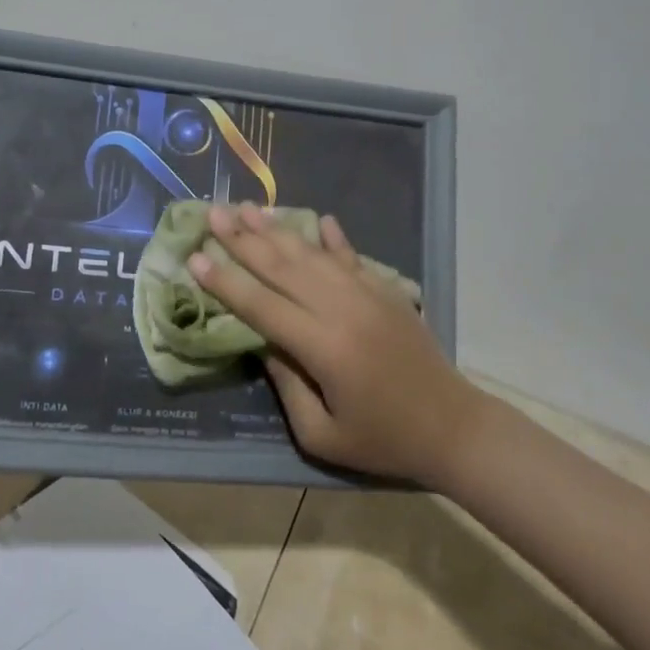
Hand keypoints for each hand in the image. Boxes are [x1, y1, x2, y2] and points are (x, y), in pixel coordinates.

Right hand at [188, 202, 481, 486]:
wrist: (454, 429)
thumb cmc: (383, 440)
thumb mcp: (322, 434)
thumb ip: (287, 386)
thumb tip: (262, 342)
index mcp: (322, 347)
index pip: (261, 305)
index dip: (226, 281)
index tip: (195, 256)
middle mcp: (341, 309)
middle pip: (282, 267)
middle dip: (242, 238)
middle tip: (212, 213)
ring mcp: (367, 294)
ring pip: (312, 254)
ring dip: (277, 229)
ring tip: (248, 208)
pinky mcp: (386, 291)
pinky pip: (352, 257)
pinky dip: (333, 237)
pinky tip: (318, 219)